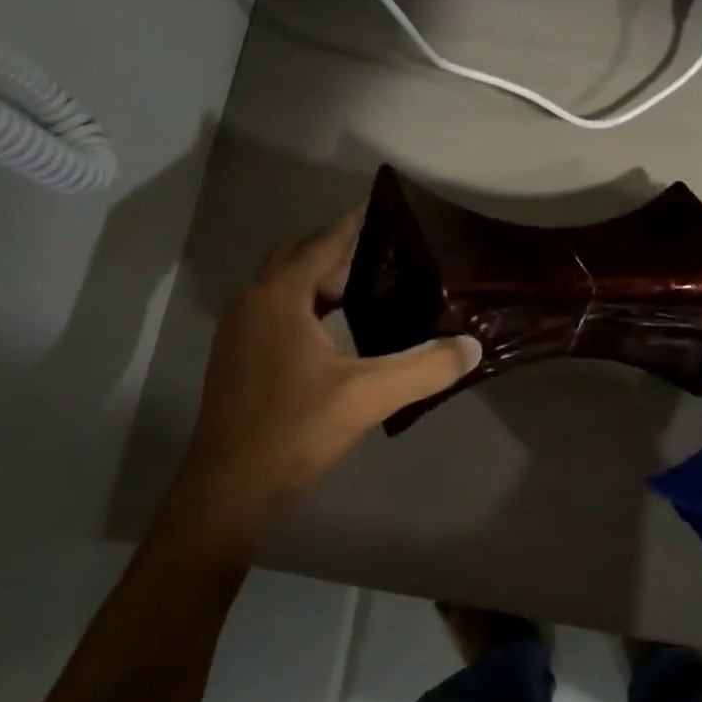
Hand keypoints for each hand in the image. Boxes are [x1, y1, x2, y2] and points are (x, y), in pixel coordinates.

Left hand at [155, 209, 481, 556]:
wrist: (228, 492)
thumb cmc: (294, 431)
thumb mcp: (368, 395)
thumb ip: (425, 366)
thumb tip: (473, 345)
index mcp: (278, 295)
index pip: (325, 241)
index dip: (358, 222)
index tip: (392, 209)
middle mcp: (253, 300)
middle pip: (302, 256)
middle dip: (343, 248)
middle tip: (392, 250)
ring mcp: (240, 329)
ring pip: (288, 284)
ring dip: (325, 277)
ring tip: (374, 282)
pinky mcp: (239, 355)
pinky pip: (279, 308)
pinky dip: (310, 303)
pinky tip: (341, 325)